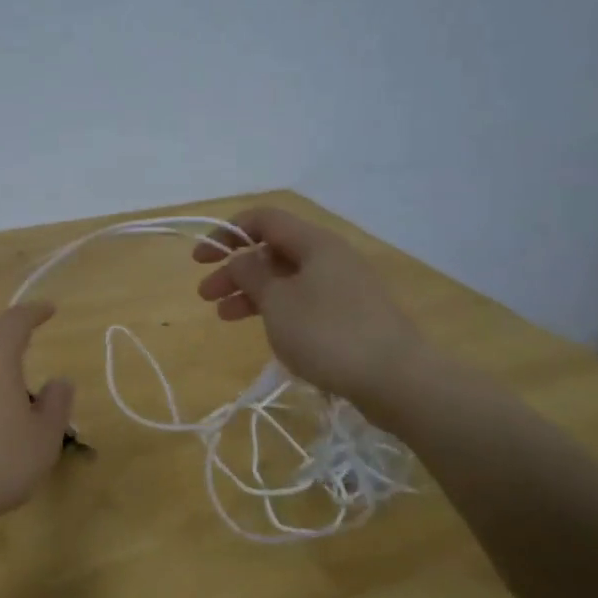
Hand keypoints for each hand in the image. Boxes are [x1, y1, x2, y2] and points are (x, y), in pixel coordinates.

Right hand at [194, 206, 420, 405]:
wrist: (396, 378)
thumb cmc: (328, 333)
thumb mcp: (278, 302)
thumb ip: (251, 274)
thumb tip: (240, 258)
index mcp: (315, 243)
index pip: (264, 219)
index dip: (227, 233)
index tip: (200, 259)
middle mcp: (330, 257)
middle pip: (273, 250)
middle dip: (235, 269)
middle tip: (205, 295)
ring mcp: (343, 287)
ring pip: (287, 279)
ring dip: (252, 292)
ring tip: (224, 316)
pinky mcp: (350, 315)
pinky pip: (304, 300)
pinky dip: (277, 309)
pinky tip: (264, 329)